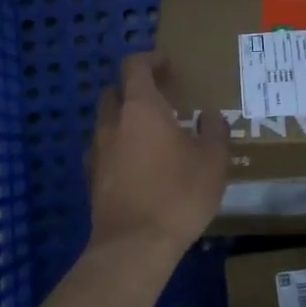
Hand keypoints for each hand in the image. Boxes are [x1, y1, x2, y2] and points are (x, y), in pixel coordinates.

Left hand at [87, 51, 230, 260]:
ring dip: (124, 121)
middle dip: (133, 90)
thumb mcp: (213, 160)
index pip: (134, 66)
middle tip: (160, 101)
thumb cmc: (178, 194)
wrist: (134, 246)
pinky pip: (103, 152)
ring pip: (106, 123)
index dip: (150, 60)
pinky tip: (137, 167)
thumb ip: (214, 131)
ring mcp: (96, 152)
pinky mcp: (91, 179)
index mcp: (140, 108)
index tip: (167, 65)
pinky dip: (118, 149)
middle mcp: (112, 123)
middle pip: (114, 92)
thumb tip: (210, 116)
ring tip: (152, 137)